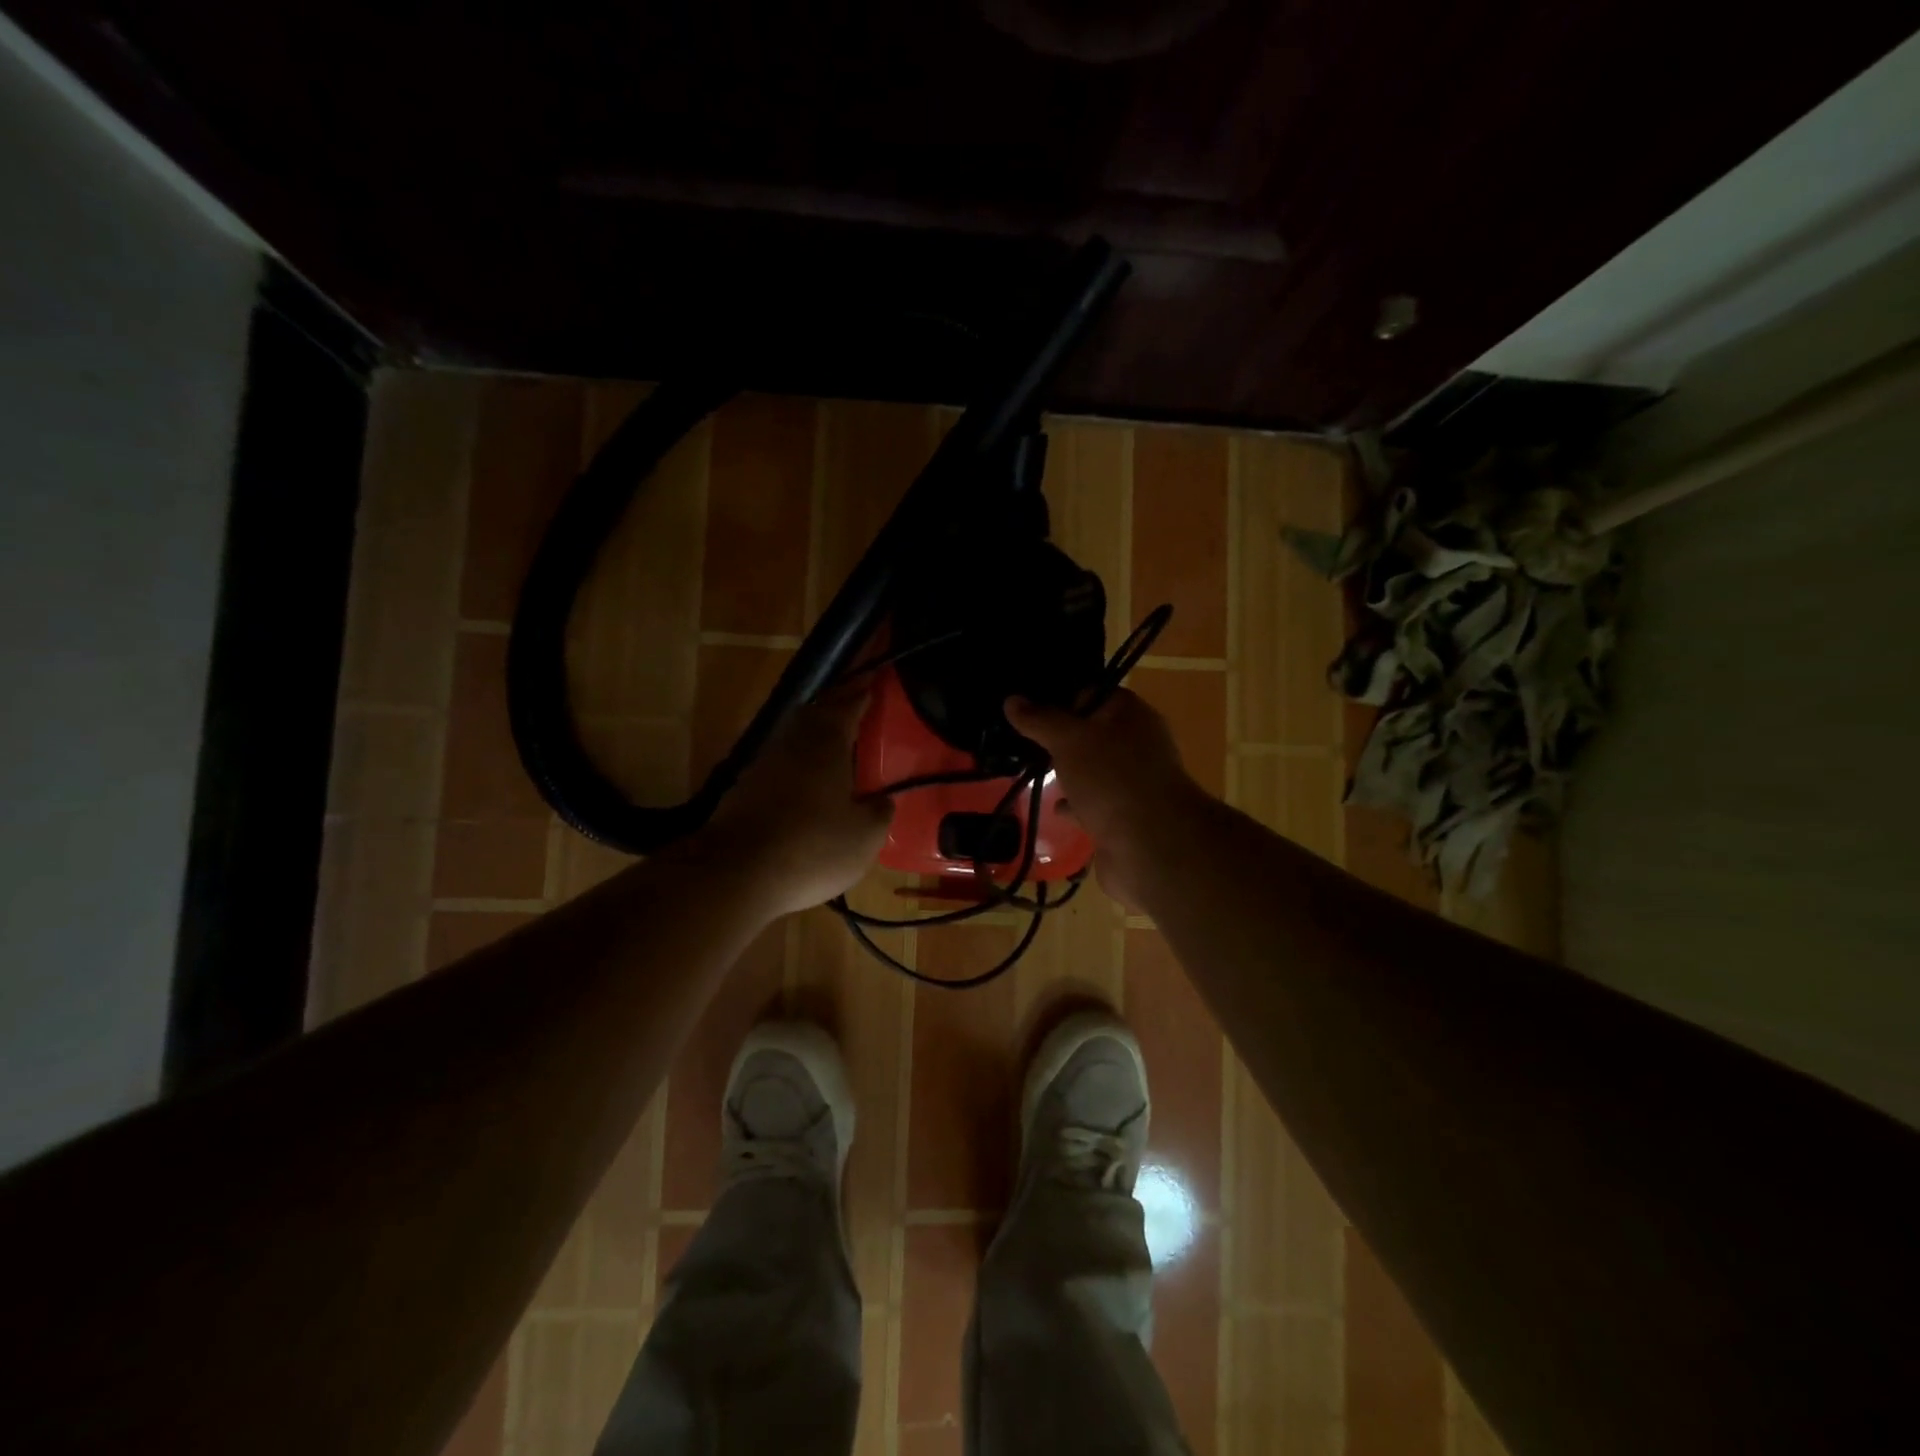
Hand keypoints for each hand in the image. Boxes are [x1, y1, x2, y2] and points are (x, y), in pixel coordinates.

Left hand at [691, 689, 893, 916]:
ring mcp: (763, 764)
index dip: (863, 692)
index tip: (874, 681)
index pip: (849, 705)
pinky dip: (795, 763)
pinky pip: (778, 763)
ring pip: (793, 737)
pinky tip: (805, 782)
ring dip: (813, 734)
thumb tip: (883, 800)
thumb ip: (880, 812)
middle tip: (854, 707)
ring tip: (834, 744)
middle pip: (815, 713)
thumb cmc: (812, 848)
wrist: (735, 873)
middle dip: (835, 706)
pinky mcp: (743, 789)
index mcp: (827, 743)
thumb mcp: (864, 836)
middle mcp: (793, 743)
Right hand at [1005, 690, 1209, 907]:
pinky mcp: (1125, 817)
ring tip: (1031, 771)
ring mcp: (1132, 784)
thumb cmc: (1111, 778)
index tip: (1027, 708)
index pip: (1092, 694)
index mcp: (1131, 715)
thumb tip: (1012, 700)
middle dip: (1061, 738)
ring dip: (1068, 772)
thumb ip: (1040, 720)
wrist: (1150, 846)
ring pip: (1093, 770)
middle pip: (1092, 733)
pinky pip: (1095, 804)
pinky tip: (1055, 808)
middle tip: (1023, 741)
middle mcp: (1137, 745)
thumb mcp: (1068, 739)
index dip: (1061, 698)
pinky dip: (1076, 805)